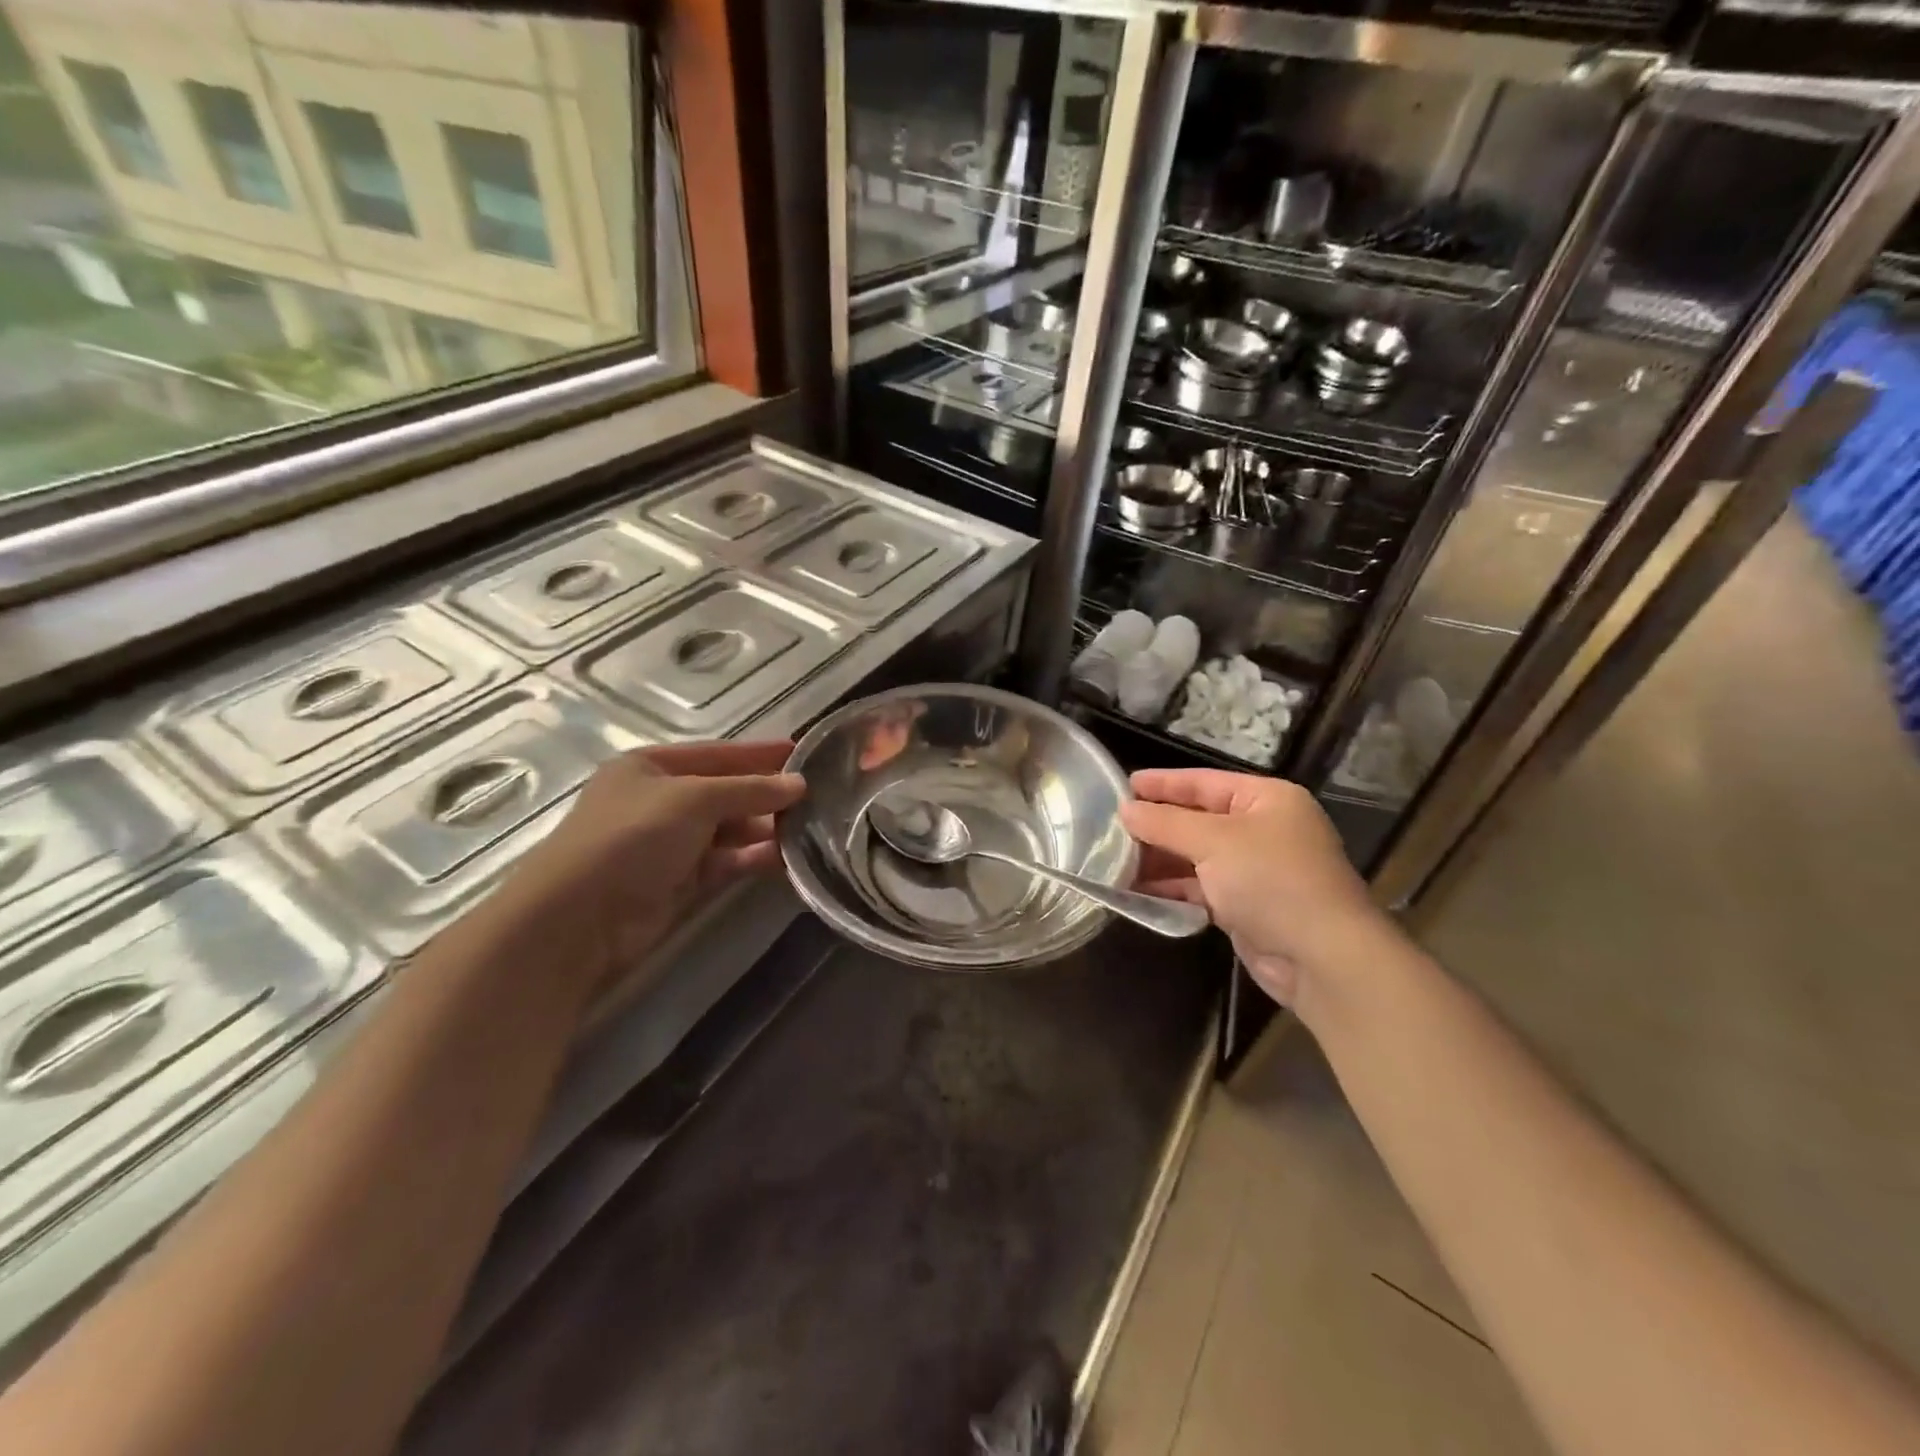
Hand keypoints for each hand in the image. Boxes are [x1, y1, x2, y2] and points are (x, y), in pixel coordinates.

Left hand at [488, 740, 804, 997]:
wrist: (578, 918)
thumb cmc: (632, 837)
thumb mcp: (694, 799)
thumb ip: (749, 790)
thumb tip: (799, 784)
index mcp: (651, 767)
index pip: (717, 754)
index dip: (758, 753)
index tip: (803, 752)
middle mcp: (660, 801)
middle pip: (725, 792)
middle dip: (767, 795)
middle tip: (818, 797)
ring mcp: (668, 843)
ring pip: (729, 830)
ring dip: (765, 829)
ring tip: (811, 829)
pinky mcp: (678, 882)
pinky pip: (726, 862)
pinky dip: (753, 858)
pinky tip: (787, 859)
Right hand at [1120, 769, 1391, 1006]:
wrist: (1322, 957)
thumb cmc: (1271, 880)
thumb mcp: (1213, 841)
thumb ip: (1165, 823)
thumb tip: (1125, 811)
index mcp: (1266, 800)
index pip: (1204, 782)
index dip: (1163, 783)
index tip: (1124, 785)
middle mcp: (1263, 830)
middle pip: (1198, 820)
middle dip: (1156, 825)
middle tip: (1111, 826)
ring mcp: (1256, 870)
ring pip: (1196, 857)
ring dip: (1159, 859)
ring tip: (1114, 859)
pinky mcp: (1247, 906)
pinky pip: (1200, 888)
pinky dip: (1172, 888)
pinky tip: (1137, 890)